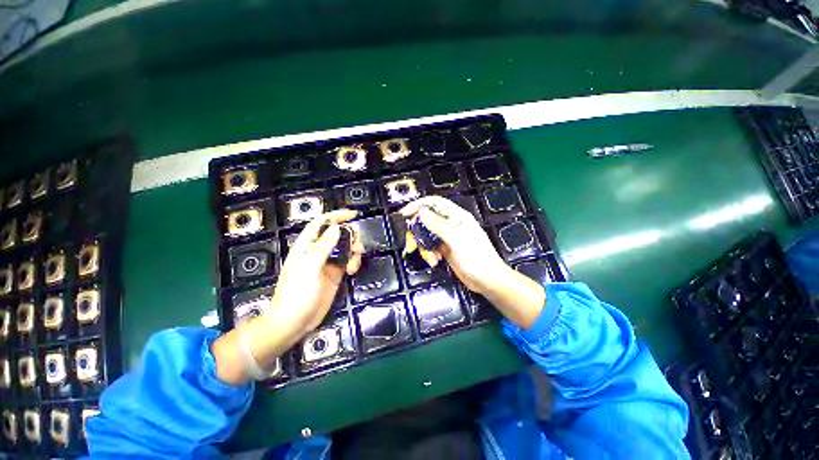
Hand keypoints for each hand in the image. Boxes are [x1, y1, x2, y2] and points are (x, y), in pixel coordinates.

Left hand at [271, 209, 364, 333]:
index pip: (322, 223)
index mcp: (307, 245)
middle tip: (358, 248)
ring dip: (354, 252)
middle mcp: (318, 251)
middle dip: (351, 237)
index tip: (354, 214)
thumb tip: (337, 227)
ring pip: (346, 247)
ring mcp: (328, 262)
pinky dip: (354, 262)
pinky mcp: (336, 273)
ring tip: (354, 265)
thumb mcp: (310, 268)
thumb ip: (323, 246)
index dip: (337, 216)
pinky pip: (349, 260)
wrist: (295, 322)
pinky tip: (352, 271)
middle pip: (338, 234)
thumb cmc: (296, 293)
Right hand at [399, 196, 544, 328]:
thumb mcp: (457, 241)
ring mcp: (447, 237)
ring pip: (426, 235)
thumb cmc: (477, 259)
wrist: (487, 281)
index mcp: (456, 216)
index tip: (403, 214)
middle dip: (417, 233)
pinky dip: (429, 253)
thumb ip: (439, 225)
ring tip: (432, 260)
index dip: (418, 205)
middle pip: (426, 220)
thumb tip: (422, 211)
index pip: (434, 203)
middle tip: (411, 246)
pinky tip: (435, 262)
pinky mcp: (445, 249)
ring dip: (423, 247)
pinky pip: (430, 246)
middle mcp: (450, 224)